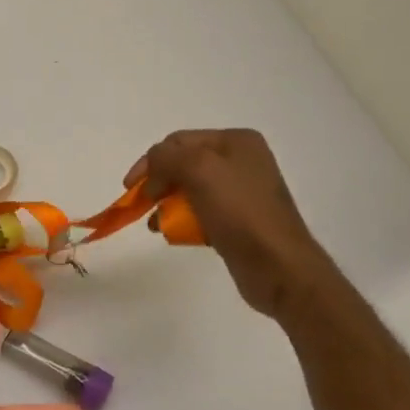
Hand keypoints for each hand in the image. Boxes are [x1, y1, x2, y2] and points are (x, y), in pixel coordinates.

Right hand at [127, 129, 336, 320]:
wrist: (279, 267)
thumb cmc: (240, 212)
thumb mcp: (199, 170)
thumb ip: (167, 158)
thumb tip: (151, 170)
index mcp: (236, 141)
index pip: (178, 141)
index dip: (150, 162)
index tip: (130, 189)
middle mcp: (241, 161)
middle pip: (183, 164)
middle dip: (158, 183)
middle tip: (140, 205)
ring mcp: (241, 192)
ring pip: (189, 190)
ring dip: (167, 203)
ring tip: (156, 224)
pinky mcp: (238, 220)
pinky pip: (200, 212)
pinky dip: (182, 220)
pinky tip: (173, 234)